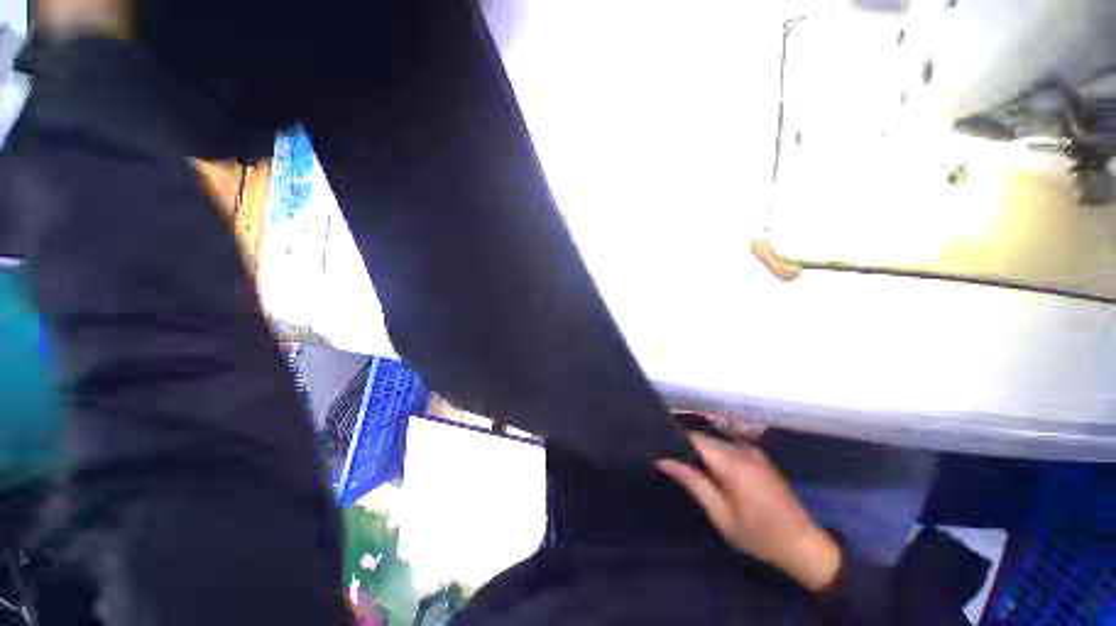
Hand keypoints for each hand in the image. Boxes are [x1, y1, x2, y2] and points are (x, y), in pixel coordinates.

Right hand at [658, 433, 840, 592]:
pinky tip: (710, 471)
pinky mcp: (758, 456)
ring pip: (714, 442)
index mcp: (732, 462)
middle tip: (669, 460)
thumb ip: (693, 483)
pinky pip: (727, 447)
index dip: (674, 439)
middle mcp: (742, 449)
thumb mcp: (721, 514)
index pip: (694, 438)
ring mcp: (752, 451)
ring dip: (699, 451)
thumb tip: (664, 461)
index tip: (658, 447)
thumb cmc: (759, 535)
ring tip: (686, 466)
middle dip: (685, 446)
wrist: (803, 544)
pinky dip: (714, 454)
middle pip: (703, 438)